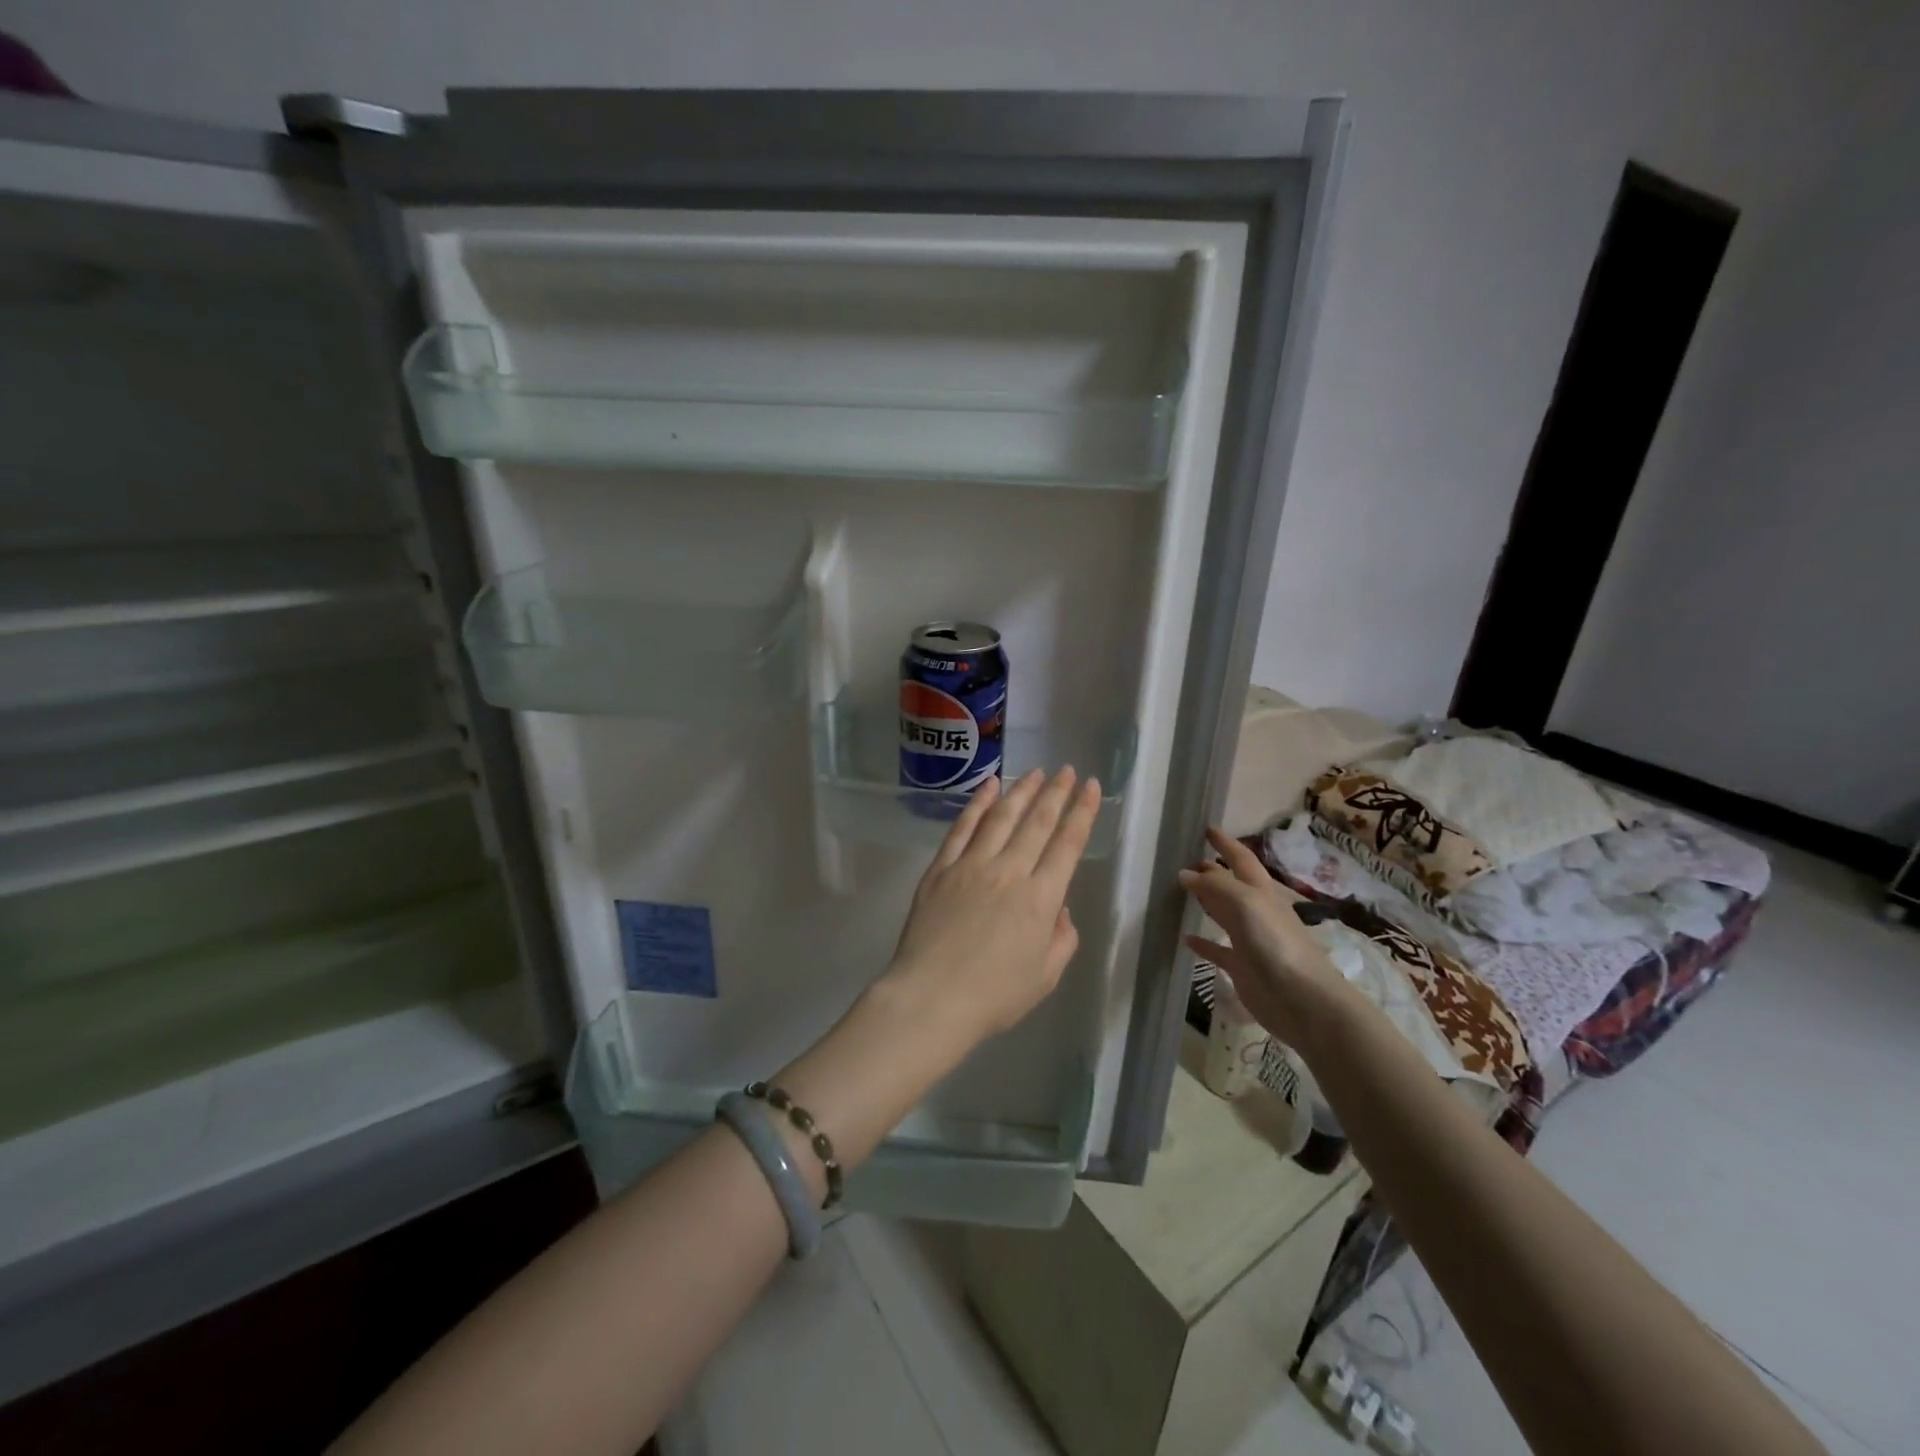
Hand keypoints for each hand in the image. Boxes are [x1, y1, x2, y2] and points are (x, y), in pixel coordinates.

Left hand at [883, 767, 1101, 1042]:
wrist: (931, 998)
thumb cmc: (994, 996)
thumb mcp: (1045, 976)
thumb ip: (1062, 938)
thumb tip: (1059, 907)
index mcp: (1041, 898)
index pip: (1068, 844)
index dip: (1082, 811)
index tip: (1090, 786)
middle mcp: (1010, 871)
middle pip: (1037, 822)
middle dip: (1055, 792)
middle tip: (1065, 769)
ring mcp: (972, 865)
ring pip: (1001, 816)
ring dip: (1021, 791)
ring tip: (1034, 772)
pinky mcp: (941, 868)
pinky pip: (962, 828)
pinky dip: (977, 803)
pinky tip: (988, 786)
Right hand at [1179, 827, 1351, 1049]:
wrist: (1302, 1000)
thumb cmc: (1277, 944)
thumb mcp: (1247, 903)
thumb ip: (1215, 886)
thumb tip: (1185, 873)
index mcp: (1260, 892)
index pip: (1241, 859)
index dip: (1226, 843)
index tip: (1206, 828)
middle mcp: (1255, 911)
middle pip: (1230, 885)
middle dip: (1211, 871)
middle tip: (1185, 860)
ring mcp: (1248, 940)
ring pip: (1222, 914)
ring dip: (1205, 901)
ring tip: (1180, 891)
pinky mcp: (1241, 967)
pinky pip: (1217, 949)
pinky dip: (1202, 942)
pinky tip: (1184, 938)